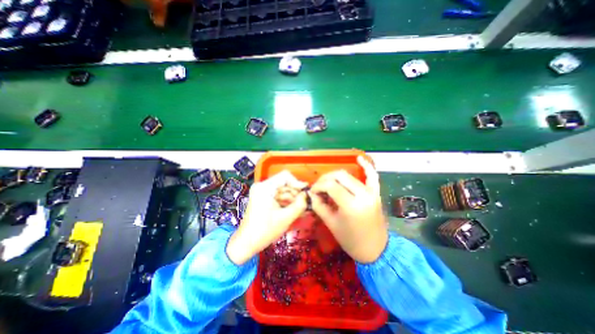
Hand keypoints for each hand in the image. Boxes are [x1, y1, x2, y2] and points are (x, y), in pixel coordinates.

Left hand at [225, 170, 305, 264]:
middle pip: (285, 184)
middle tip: (308, 203)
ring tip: (305, 209)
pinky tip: (297, 211)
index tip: (306, 193)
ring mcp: (263, 192)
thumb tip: (308, 195)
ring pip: (284, 191)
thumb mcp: (286, 218)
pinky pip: (279, 197)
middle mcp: (263, 186)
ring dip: (294, 200)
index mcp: (265, 187)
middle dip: (297, 194)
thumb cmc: (265, 231)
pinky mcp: (264, 199)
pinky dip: (288, 203)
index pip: (285, 176)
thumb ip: (300, 205)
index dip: (297, 183)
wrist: (247, 244)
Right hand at [309, 157, 388, 262]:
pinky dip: (366, 166)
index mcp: (351, 205)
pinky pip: (372, 176)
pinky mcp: (376, 193)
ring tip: (328, 184)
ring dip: (336, 176)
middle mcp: (363, 194)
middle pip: (339, 176)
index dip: (318, 186)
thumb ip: (319, 206)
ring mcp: (371, 192)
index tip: (312, 192)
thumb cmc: (351, 241)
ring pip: (350, 175)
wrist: (375, 249)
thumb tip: (311, 194)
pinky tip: (359, 158)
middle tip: (318, 188)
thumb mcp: (331, 224)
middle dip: (325, 179)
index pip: (330, 185)